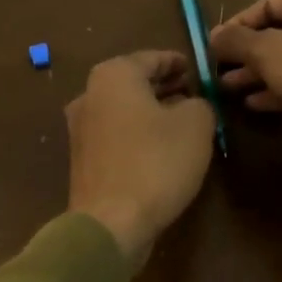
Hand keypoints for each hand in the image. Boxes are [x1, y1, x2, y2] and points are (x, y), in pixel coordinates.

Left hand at [66, 51, 215, 260]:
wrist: (111, 223)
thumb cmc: (156, 162)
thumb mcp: (196, 124)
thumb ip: (200, 103)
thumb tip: (192, 105)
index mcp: (114, 75)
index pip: (152, 58)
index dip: (178, 62)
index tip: (196, 69)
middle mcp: (90, 95)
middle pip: (134, 82)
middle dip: (164, 86)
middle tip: (192, 92)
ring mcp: (81, 129)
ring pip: (124, 109)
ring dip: (151, 111)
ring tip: (181, 120)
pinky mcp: (83, 160)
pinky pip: (117, 134)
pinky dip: (138, 132)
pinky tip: (161, 148)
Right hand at [209, 0, 281, 191]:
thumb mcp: (269, 52)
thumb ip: (237, 42)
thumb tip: (213, 35)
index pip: (265, 5)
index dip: (236, 26)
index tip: (211, 48)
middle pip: (276, 32)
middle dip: (245, 53)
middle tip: (216, 72)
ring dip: (258, 73)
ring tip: (228, 89)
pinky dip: (279, 88)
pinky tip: (254, 104)